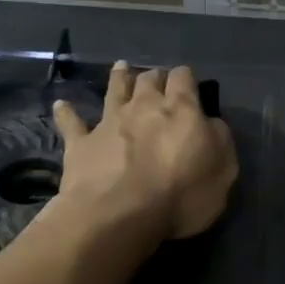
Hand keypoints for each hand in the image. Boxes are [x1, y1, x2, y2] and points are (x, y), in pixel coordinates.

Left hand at [53, 63, 236, 240]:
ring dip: (119, 78)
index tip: (189, 84)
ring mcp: (109, 122)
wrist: (119, 215)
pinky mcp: (81, 143)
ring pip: (114, 90)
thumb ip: (219, 140)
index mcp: (181, 109)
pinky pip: (72, 123)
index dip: (186, 78)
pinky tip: (61, 105)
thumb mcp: (222, 170)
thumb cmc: (181, 195)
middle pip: (149, 79)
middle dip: (155, 77)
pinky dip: (67, 113)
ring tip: (121, 68)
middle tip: (158, 81)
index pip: (184, 78)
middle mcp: (144, 106)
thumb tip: (210, 124)